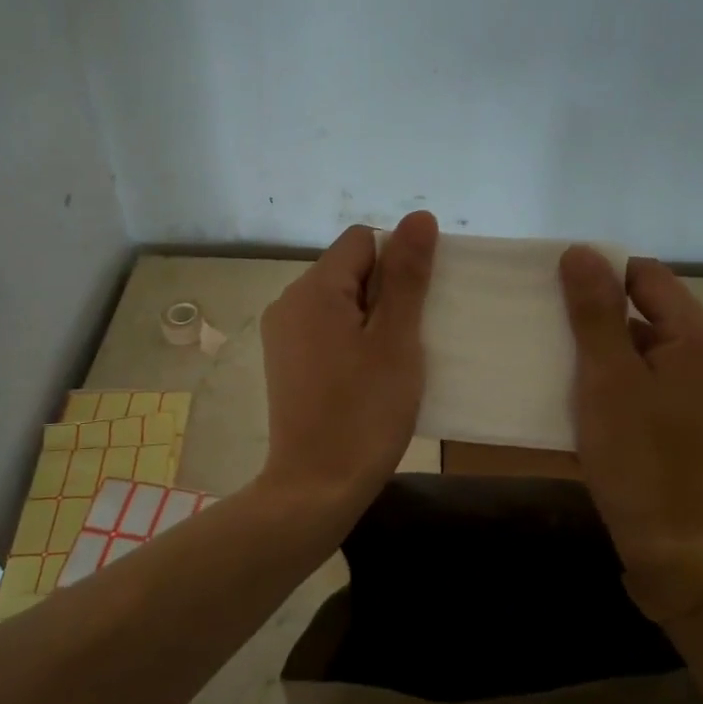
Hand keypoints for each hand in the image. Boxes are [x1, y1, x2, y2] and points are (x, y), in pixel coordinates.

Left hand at [259, 212, 436, 519]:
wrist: (316, 486)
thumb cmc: (365, 412)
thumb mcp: (397, 340)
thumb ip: (407, 275)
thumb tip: (419, 217)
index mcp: (315, 288)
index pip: (364, 241)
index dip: (397, 264)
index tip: (414, 308)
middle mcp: (289, 300)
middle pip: (349, 268)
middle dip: (385, 292)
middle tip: (406, 341)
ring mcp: (283, 332)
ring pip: (339, 300)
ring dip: (370, 318)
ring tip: (389, 362)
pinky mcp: (285, 360)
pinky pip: (325, 327)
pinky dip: (350, 338)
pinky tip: (365, 376)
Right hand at [558, 247, 702, 621]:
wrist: (677, 547)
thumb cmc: (639, 458)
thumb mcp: (607, 378)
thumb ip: (595, 312)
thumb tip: (580, 251)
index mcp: (701, 337)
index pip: (647, 276)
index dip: (600, 274)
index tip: (554, 290)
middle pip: (650, 307)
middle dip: (599, 311)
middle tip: (550, 324)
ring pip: (648, 343)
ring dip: (606, 345)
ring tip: (559, 356)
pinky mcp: (695, 416)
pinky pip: (653, 375)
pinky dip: (620, 374)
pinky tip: (586, 391)